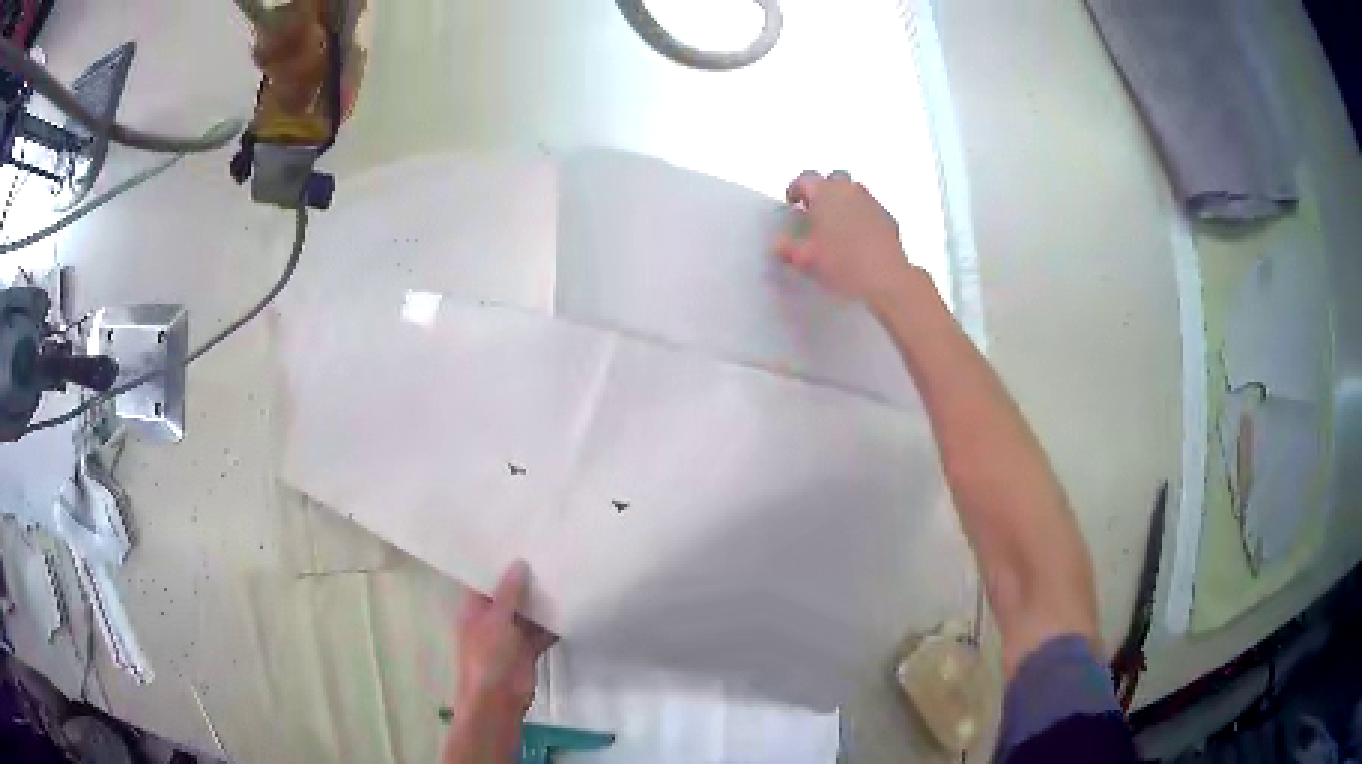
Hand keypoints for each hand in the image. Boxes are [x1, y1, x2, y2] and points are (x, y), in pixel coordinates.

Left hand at [445, 561, 555, 763]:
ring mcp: (510, 635)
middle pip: (509, 595)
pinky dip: (554, 623)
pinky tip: (571, 607)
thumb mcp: (495, 620)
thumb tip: (519, 562)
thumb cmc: (487, 656)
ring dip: (541, 601)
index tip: (516, 541)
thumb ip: (508, 592)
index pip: (484, 580)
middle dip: (525, 580)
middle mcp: (491, 618)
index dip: (497, 564)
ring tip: (563, 573)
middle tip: (547, 552)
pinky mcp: (527, 649)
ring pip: (527, 613)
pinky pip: (541, 631)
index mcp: (474, 609)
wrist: (498, 699)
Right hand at [775, 171, 920, 311]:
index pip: (805, 179)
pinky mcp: (887, 217)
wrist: (884, 277)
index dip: (796, 188)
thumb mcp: (805, 259)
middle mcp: (849, 191)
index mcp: (824, 193)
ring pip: (855, 191)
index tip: (793, 200)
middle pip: (834, 178)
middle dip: (824, 189)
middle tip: (816, 208)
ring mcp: (871, 202)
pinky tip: (858, 236)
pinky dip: (862, 215)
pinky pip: (871, 208)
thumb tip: (779, 245)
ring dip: (844, 201)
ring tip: (837, 222)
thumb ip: (787, 248)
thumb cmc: (843, 263)